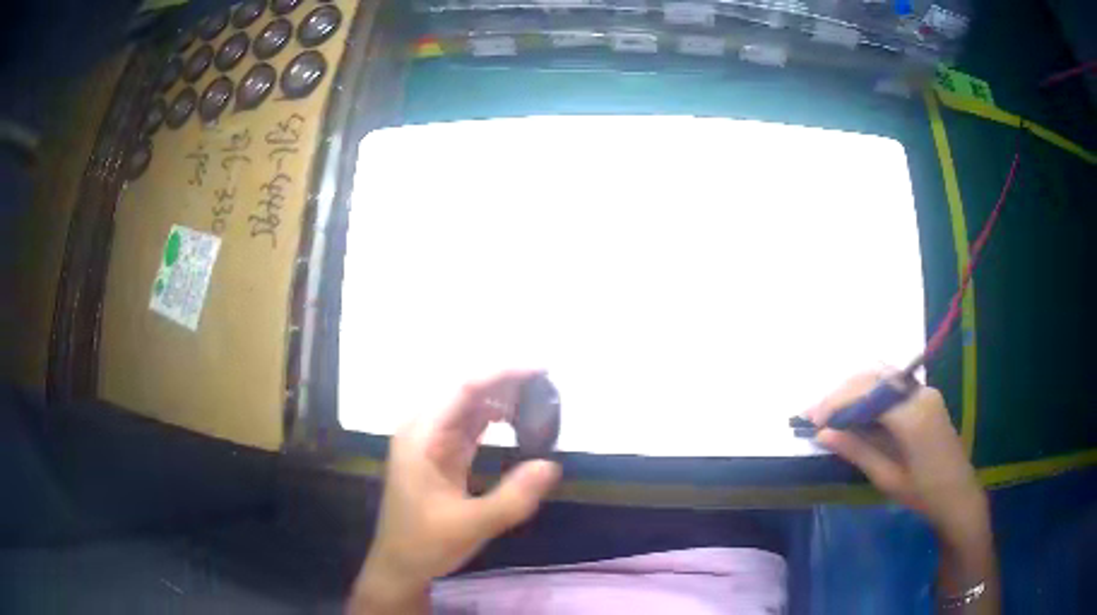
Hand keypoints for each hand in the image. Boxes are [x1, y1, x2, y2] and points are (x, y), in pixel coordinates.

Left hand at [351, 370, 561, 612]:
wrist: (400, 566)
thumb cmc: (425, 544)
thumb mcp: (471, 525)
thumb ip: (512, 497)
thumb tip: (551, 465)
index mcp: (421, 436)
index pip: (463, 388)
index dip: (501, 373)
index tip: (540, 368)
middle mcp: (422, 430)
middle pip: (465, 391)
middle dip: (505, 383)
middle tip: (548, 385)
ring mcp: (430, 442)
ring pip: (468, 406)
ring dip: (501, 399)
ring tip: (539, 400)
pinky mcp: (440, 456)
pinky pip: (469, 426)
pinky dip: (494, 420)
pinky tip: (517, 422)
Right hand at [807, 373, 987, 536]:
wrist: (958, 495)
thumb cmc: (923, 495)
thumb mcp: (887, 478)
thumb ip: (856, 450)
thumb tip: (823, 434)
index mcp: (913, 416)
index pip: (868, 395)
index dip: (837, 403)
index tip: (813, 419)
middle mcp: (920, 394)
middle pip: (875, 377)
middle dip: (842, 392)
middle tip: (815, 414)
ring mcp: (926, 391)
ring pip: (884, 376)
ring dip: (855, 389)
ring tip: (831, 411)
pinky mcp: (927, 396)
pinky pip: (894, 385)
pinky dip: (871, 392)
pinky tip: (857, 409)